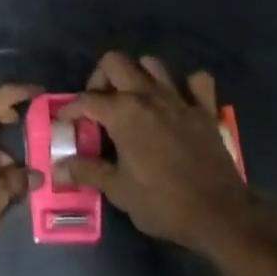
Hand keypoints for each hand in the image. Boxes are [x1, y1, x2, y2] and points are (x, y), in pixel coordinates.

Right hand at [57, 52, 255, 253]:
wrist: (219, 214)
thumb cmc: (162, 202)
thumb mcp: (118, 191)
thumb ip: (87, 172)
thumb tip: (58, 168)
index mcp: (122, 112)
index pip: (86, 99)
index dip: (71, 109)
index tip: (65, 121)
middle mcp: (148, 95)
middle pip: (115, 62)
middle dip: (101, 77)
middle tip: (100, 103)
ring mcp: (179, 98)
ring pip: (152, 63)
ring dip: (139, 75)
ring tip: (134, 98)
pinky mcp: (205, 109)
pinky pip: (197, 81)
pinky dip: (187, 85)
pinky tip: (179, 101)